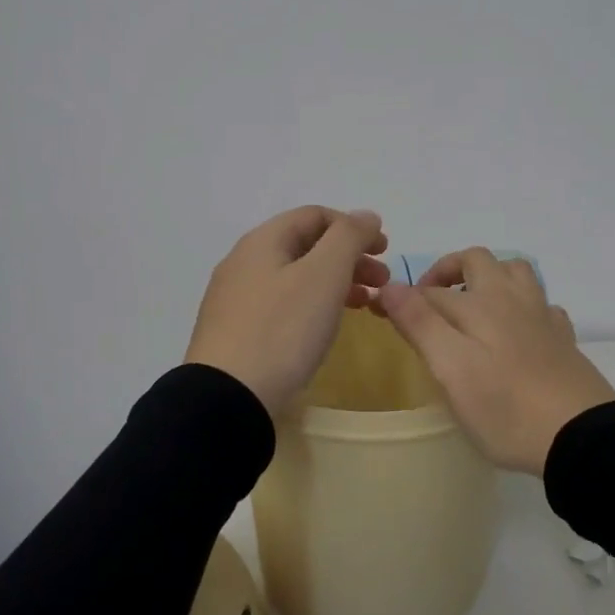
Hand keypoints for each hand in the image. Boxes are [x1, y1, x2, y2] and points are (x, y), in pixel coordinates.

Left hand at [184, 207, 390, 415]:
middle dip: (350, 257)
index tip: (386, 250)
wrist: (228, 398)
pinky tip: (327, 327)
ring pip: (297, 277)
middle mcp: (245, 262)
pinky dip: (314, 306)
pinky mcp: (237, 332)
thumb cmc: (282, 330)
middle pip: (307, 246)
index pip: (315, 215)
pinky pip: (284, 305)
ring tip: (366, 305)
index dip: (355, 226)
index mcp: (263, 241)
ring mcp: (237, 299)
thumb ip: (348, 238)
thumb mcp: (323, 275)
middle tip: (382, 281)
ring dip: (336, 283)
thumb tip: (366, 215)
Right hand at [377, 248, 614, 475]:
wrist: (579, 436)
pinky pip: (541, 304)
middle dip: (448, 271)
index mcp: (479, 304)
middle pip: (478, 262)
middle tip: (430, 301)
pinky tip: (516, 328)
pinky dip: (522, 305)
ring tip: (471, 304)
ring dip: (490, 277)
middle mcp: (510, 299)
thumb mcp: (450, 369)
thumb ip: (420, 323)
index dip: (402, 299)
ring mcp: (542, 317)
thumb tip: (389, 286)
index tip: (379, 315)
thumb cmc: (505, 408)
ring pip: (516, 273)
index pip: (430, 291)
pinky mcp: (563, 339)